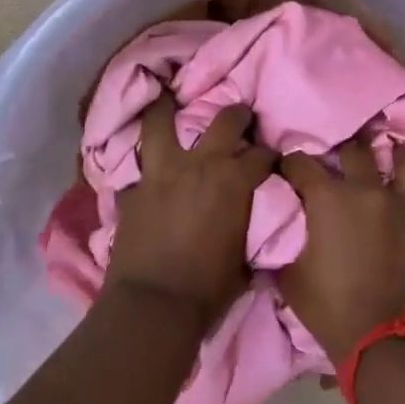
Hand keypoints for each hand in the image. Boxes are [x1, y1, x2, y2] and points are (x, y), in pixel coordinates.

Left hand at [107, 96, 274, 328]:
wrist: (154, 306)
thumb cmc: (209, 289)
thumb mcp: (244, 258)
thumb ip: (247, 225)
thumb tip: (252, 219)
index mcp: (234, 181)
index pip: (261, 155)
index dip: (269, 156)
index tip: (270, 159)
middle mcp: (200, 164)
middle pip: (224, 120)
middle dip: (237, 115)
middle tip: (239, 116)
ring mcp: (162, 171)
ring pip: (161, 122)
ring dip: (165, 108)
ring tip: (167, 96)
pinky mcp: (134, 188)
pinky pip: (138, 165)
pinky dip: (144, 163)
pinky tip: (145, 161)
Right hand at [278, 139, 404, 361]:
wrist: (387, 340)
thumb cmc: (331, 308)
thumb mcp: (291, 278)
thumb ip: (285, 244)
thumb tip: (280, 231)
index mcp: (328, 198)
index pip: (301, 163)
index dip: (289, 163)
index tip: (284, 169)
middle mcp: (366, 190)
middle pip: (354, 150)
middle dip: (340, 151)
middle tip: (335, 161)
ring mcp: (399, 206)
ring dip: (394, 156)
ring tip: (389, 156)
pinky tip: (403, 200)